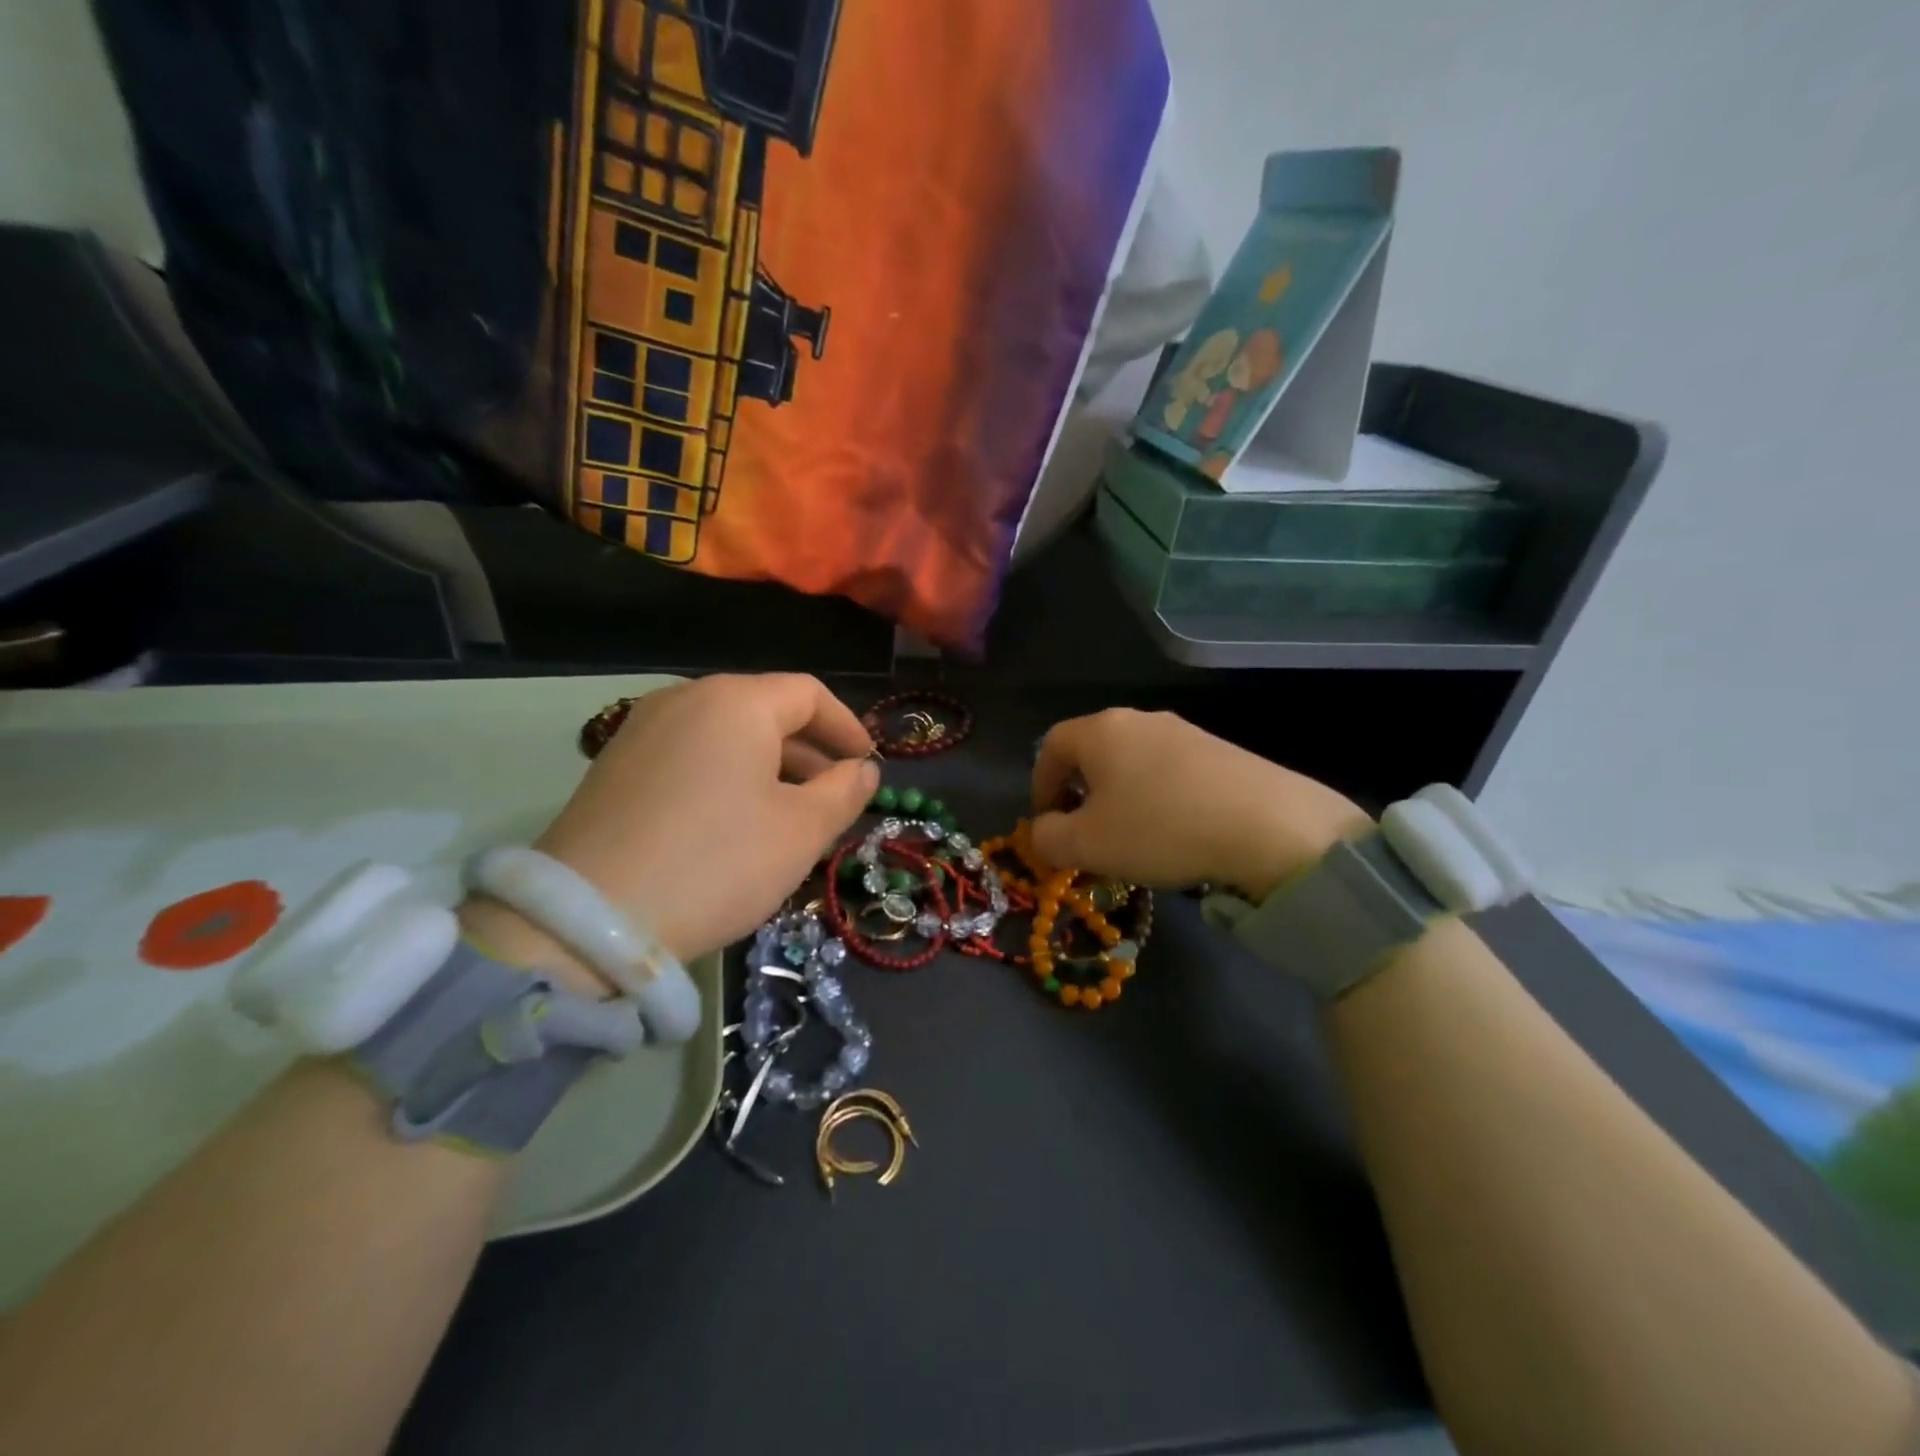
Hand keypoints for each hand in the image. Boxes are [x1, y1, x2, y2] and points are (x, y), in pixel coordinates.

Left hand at [463, 675, 876, 988]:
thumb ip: (844, 792)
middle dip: (811, 752)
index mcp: (736, 702)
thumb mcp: (800, 831)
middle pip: (766, 711)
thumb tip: (863, 770)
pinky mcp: (616, 765)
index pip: (809, 694)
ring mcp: (643, 729)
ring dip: (771, 768)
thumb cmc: (717, 863)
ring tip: (792, 816)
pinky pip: (692, 756)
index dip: (848, 727)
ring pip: (728, 736)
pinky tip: (738, 823)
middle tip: (836, 798)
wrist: (588, 920)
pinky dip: (728, 777)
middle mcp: (686, 699)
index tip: (869, 765)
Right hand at [1029, 709, 1370, 897]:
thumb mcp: (1087, 845)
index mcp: (1101, 731)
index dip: (1040, 783)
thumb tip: (1043, 830)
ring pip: (1134, 761)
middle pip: (1094, 750)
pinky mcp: (1221, 751)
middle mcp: (1141, 720)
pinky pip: (1171, 772)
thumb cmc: (1160, 828)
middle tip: (1085, 831)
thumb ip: (1048, 838)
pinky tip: (1175, 831)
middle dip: (1080, 791)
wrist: (1268, 825)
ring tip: (1132, 836)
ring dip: (1121, 795)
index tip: (1046, 820)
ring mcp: (1185, 732)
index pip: (1051, 745)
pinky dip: (1158, 797)